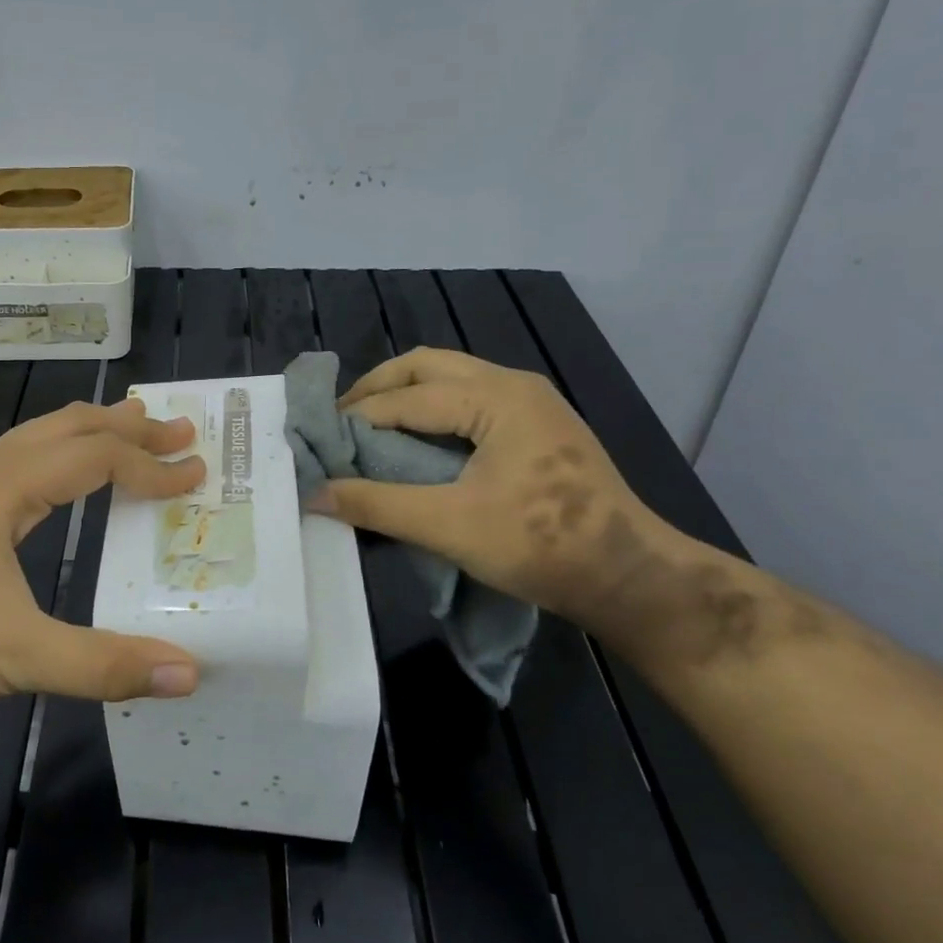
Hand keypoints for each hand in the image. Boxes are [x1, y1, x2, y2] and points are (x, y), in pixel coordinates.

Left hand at [0, 398, 205, 724]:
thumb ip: (105, 664)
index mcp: (4, 489)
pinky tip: (58, 473)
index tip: (196, 475)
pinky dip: (57, 451)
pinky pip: (17, 458)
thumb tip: (189, 673)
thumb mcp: (20, 657)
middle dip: (127, 425)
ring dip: (89, 430)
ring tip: (129, 429)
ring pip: (37, 436)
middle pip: (67, 427)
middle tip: (179, 428)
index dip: (151, 465)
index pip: (95, 458)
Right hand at [310, 348, 671, 628]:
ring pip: (451, 378)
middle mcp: (514, 385)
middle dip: (378, 387)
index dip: (358, 417)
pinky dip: (432, 409)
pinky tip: (416, 440)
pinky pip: (470, 398)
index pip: (407, 397)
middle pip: (428, 365)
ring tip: (369, 427)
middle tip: (340, 420)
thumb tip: (313, 494)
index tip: (319, 440)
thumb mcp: (448, 526)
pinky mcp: (538, 426)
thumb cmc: (541, 545)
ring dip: (406, 395)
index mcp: (496, 397)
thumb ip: (376, 504)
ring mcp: (531, 403)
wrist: (630, 577)